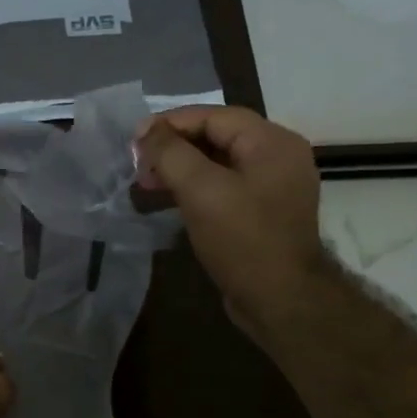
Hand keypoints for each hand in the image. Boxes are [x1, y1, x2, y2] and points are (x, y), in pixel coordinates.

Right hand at [135, 105, 323, 342]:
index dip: (171, 123)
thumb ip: (171, 153)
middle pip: (217, 137)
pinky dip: (196, 188)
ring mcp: (274, 186)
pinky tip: (171, 200)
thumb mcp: (201, 190)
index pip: (214, 116)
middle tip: (139, 166)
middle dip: (174, 148)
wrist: (281, 300)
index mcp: (272, 142)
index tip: (135, 140)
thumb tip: (146, 130)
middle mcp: (278, 157)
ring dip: (181, 169)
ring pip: (219, 163)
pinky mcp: (264, 212)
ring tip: (148, 184)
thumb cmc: (242, 239)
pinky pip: (225, 187)